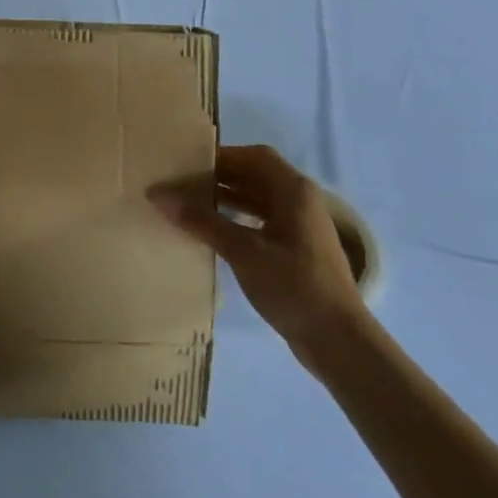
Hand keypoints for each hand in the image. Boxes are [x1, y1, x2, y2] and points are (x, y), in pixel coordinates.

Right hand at [151, 145, 365, 368]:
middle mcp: (300, 201)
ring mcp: (300, 227)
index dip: (221, 156)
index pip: (254, 156)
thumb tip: (159, 195)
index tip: (187, 163)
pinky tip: (213, 232)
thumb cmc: (294, 286)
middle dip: (219, 177)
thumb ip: (202, 221)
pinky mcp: (296, 250)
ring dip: (226, 198)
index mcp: (294, 191)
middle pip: (255, 175)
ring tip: (189, 204)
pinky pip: (261, 221)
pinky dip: (236, 219)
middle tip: (181, 183)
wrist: (339, 342)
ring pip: (257, 199)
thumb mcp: (243, 251)